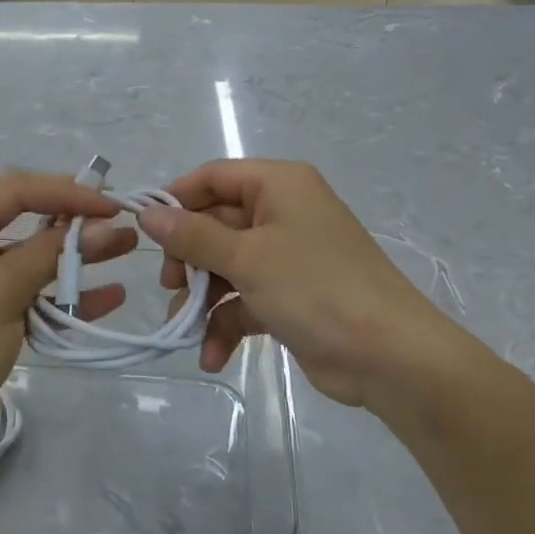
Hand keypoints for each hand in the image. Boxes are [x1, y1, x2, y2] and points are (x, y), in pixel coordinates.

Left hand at [0, 172, 134, 458]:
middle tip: (122, 221)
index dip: (69, 192)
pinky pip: (26, 288)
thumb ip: (52, 253)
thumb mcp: (2, 292)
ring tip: (124, 249)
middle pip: (25, 216)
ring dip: (74, 255)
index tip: (114, 204)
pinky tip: (106, 297)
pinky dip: (60, 293)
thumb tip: (104, 226)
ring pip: (30, 254)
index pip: (17, 190)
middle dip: (75, 220)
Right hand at [138, 159, 479, 409]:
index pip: (214, 177)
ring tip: (185, 331)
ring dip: (203, 300)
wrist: (390, 356)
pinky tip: (212, 355)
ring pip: (226, 267)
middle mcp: (283, 213)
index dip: (177, 200)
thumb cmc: (315, 288)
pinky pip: (245, 300)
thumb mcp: (248, 258)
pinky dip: (227, 324)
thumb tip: (148, 214)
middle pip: (216, 224)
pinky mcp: (290, 297)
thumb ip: (193, 236)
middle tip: (170, 286)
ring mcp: (287, 257)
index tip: (144, 230)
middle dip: (188, 260)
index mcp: (279, 185)